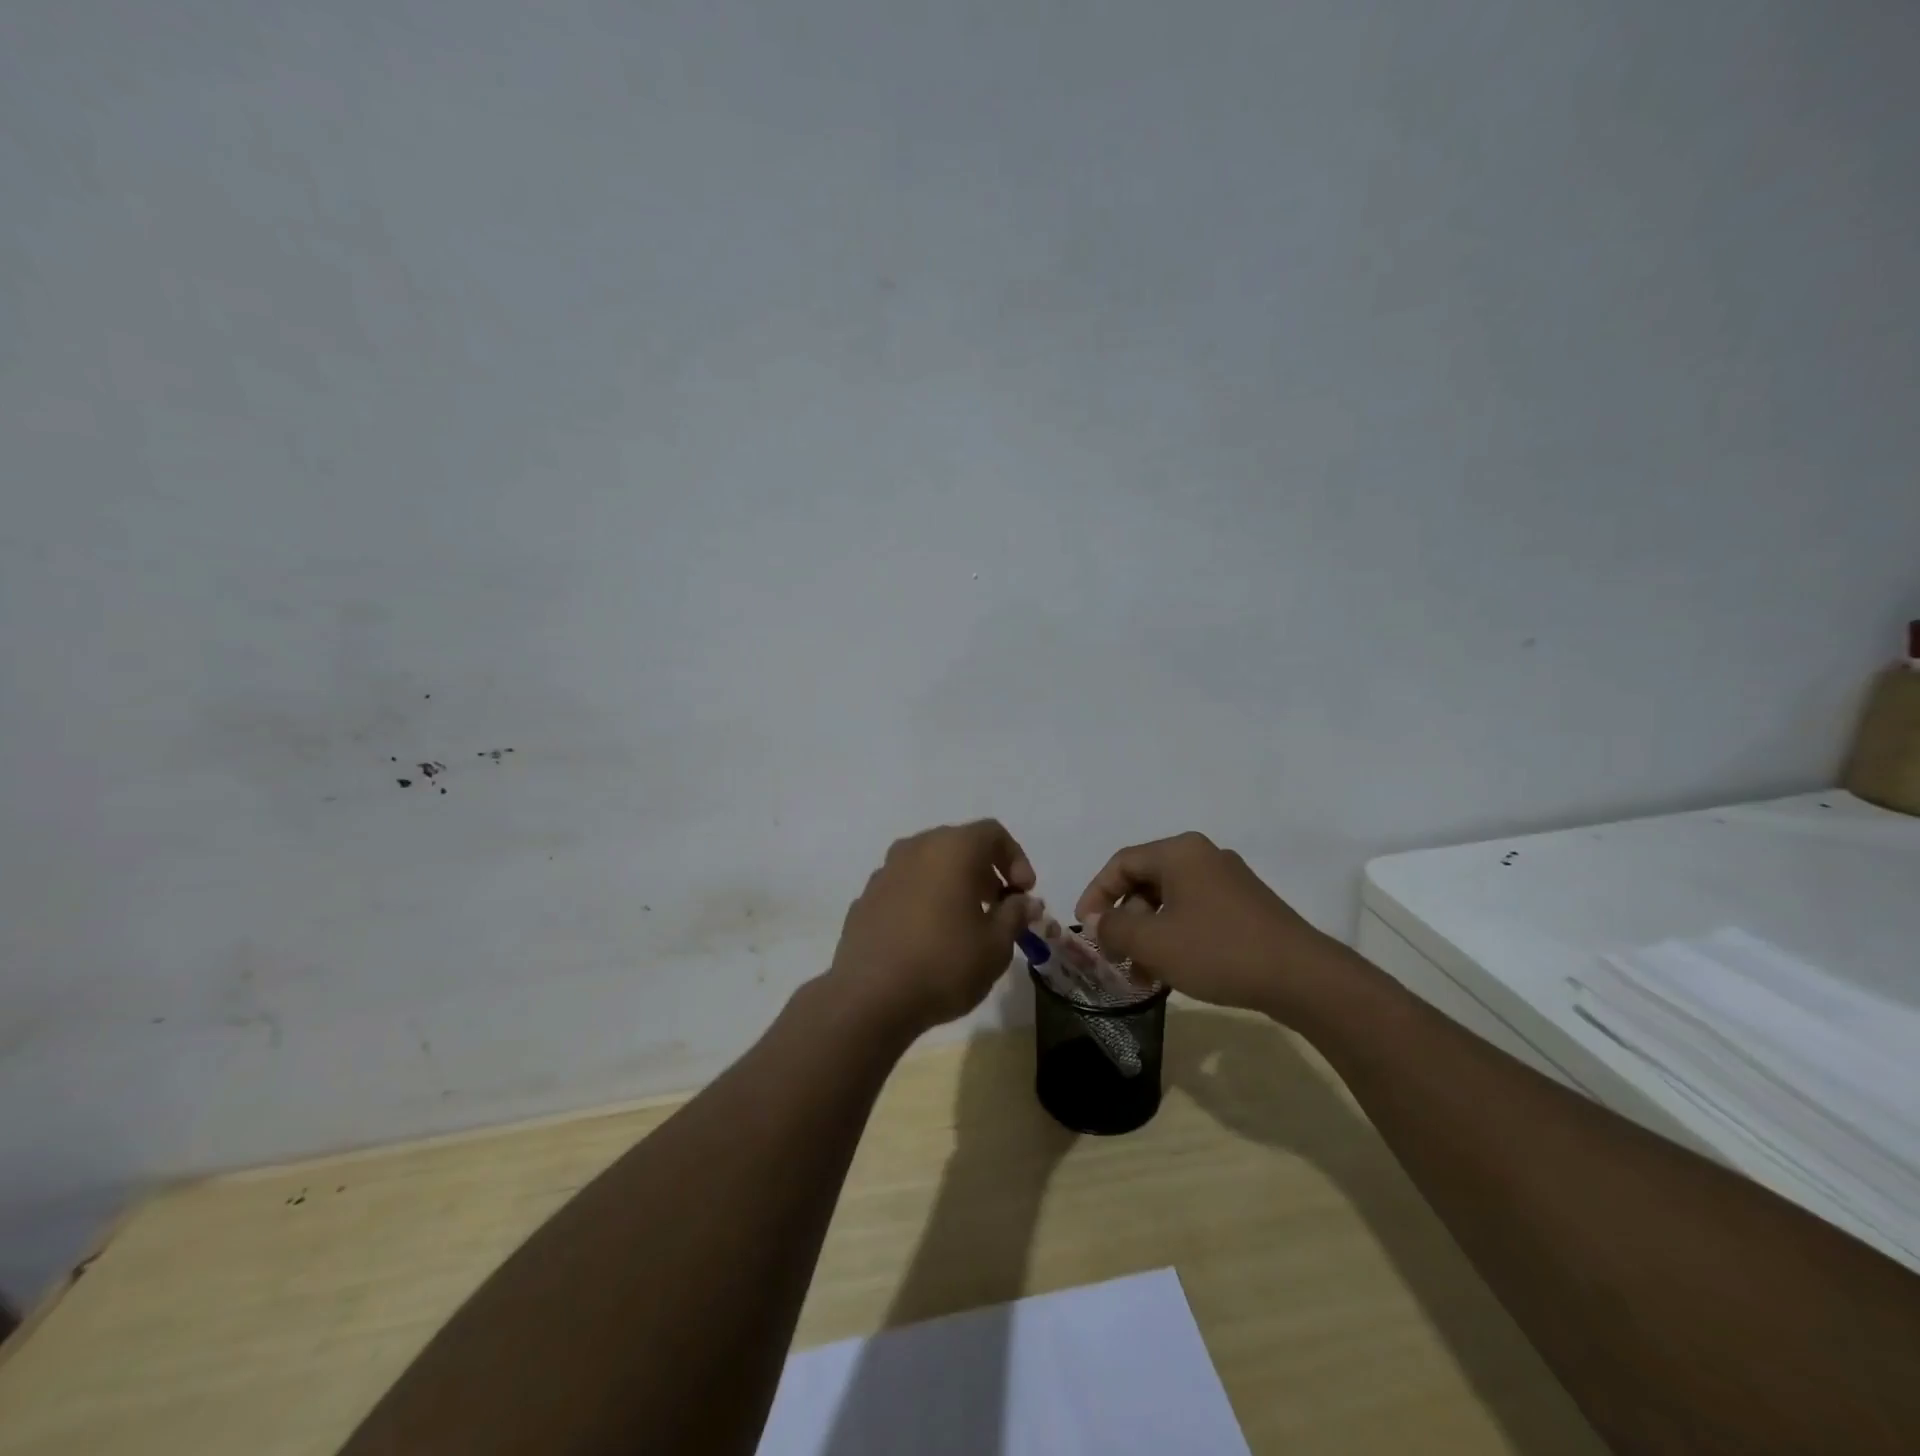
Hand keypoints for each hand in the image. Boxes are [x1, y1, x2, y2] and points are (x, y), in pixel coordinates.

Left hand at [827, 820, 1036, 1039]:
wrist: (870, 997)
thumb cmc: (944, 964)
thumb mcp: (996, 945)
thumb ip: (1015, 915)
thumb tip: (1024, 902)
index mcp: (952, 848)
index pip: (992, 833)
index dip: (1016, 858)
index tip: (1024, 893)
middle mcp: (916, 848)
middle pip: (959, 845)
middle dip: (985, 871)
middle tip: (999, 907)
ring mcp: (885, 871)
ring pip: (929, 864)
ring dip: (953, 884)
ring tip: (965, 922)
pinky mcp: (866, 897)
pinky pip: (905, 886)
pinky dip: (924, 899)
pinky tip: (928, 936)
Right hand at [1073, 832, 1336, 1019]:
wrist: (1302, 977)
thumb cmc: (1218, 950)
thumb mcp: (1154, 942)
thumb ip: (1115, 928)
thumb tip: (1097, 922)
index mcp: (1179, 852)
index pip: (1121, 863)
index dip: (1096, 894)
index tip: (1085, 928)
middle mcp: (1203, 856)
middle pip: (1146, 881)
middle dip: (1124, 921)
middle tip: (1114, 956)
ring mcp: (1228, 881)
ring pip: (1171, 902)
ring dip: (1148, 935)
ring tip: (1142, 975)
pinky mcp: (1246, 906)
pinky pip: (1195, 913)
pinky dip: (1175, 937)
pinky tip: (1173, 972)